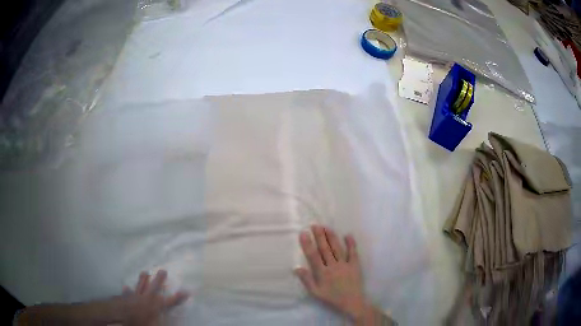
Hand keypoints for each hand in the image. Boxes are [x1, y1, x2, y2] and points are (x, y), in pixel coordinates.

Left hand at [120, 270, 188, 325]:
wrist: (121, 315)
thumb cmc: (141, 321)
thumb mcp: (155, 324)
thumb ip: (164, 321)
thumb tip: (178, 321)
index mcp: (156, 306)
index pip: (170, 301)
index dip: (179, 296)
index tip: (187, 291)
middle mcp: (146, 299)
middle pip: (154, 287)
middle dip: (159, 279)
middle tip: (163, 270)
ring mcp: (135, 297)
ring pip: (140, 286)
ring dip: (142, 280)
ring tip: (145, 271)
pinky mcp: (126, 298)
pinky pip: (127, 293)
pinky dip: (127, 291)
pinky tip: (125, 287)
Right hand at [294, 225, 367, 320]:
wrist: (352, 303)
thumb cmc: (332, 298)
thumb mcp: (316, 292)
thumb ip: (306, 280)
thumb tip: (296, 268)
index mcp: (322, 273)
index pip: (313, 256)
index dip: (307, 244)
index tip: (303, 233)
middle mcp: (333, 266)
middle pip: (325, 249)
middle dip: (319, 236)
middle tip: (314, 225)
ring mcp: (345, 264)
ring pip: (337, 248)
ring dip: (331, 237)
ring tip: (326, 227)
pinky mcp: (355, 265)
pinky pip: (353, 253)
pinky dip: (351, 244)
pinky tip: (348, 235)